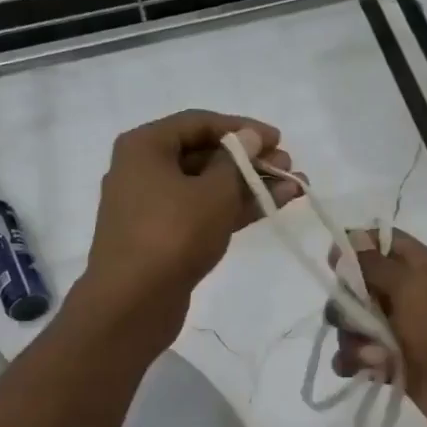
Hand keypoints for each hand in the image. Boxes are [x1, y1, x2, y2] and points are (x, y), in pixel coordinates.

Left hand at [78, 110, 301, 345]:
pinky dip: (235, 208)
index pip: (199, 123)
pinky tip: (274, 206)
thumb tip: (249, 138)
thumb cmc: (172, 234)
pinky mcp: (163, 237)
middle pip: (204, 155)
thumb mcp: (213, 192)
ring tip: (294, 187)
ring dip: (249, 185)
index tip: (278, 140)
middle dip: (249, 160)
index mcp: (145, 147)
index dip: (242, 128)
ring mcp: (152, 206)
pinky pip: (202, 212)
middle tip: (287, 167)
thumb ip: (237, 161)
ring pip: (207, 187)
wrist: (132, 304)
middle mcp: (143, 170)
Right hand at [328, 229, 426, 426]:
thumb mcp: (414, 287)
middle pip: (360, 286)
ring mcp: (403, 333)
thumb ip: (374, 264)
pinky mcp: (396, 367)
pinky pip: (360, 357)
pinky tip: (360, 370)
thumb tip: (345, 240)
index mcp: (423, 268)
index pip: (382, 243)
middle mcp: (411, 296)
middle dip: (346, 301)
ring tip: (370, 356)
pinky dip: (354, 362)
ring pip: (356, 324)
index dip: (355, 247)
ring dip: (351, 337)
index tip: (332, 262)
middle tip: (354, 317)